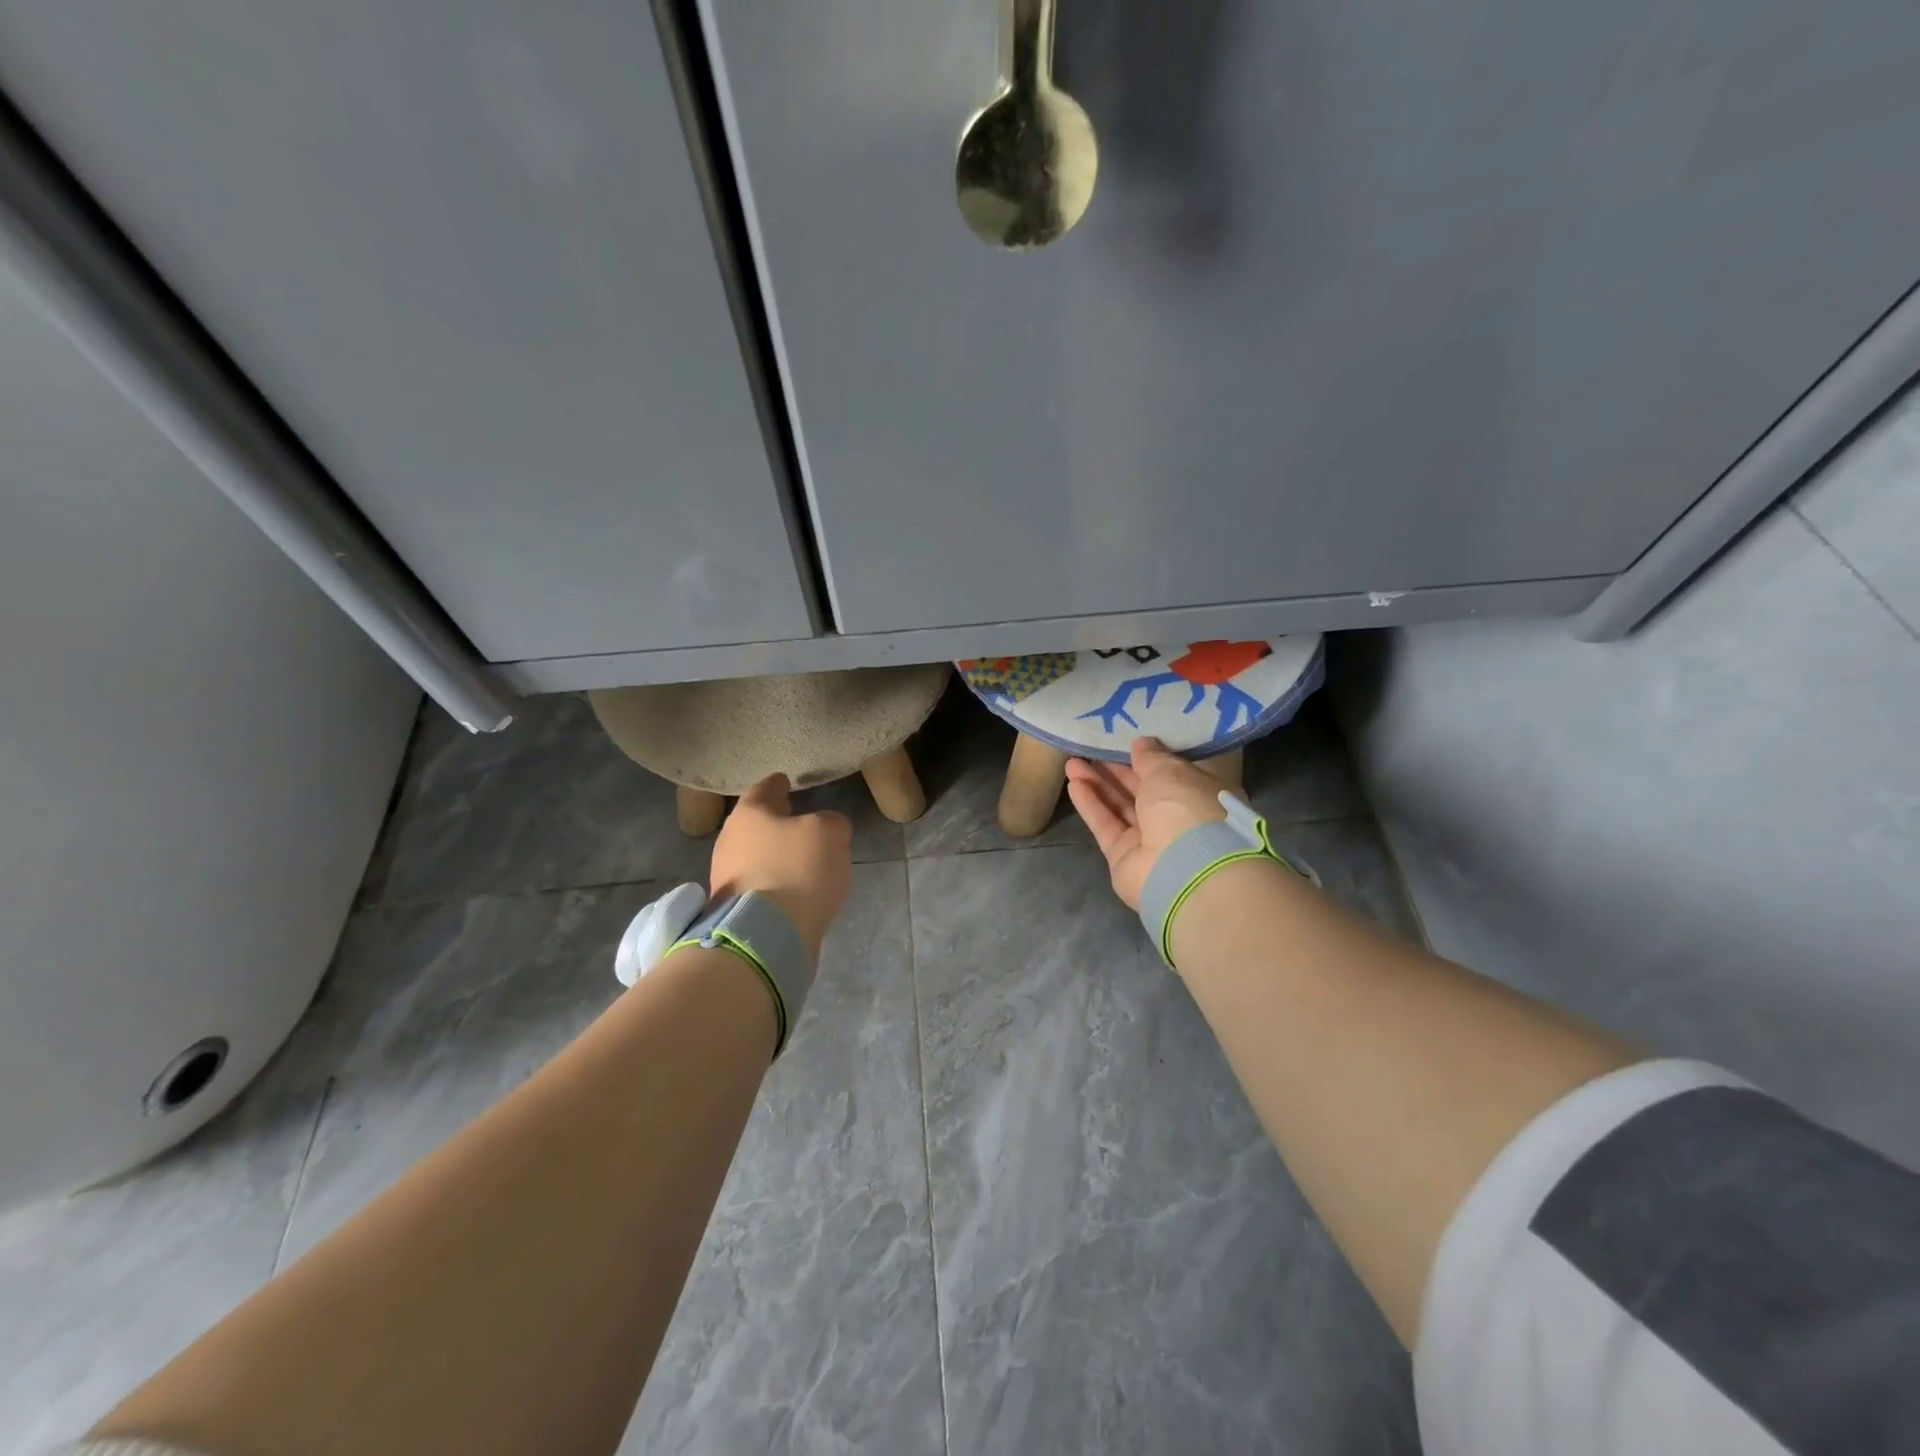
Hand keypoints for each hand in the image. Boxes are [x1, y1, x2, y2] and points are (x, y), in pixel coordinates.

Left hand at [709, 774, 852, 965]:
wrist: (767, 935)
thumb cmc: (796, 869)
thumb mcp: (830, 833)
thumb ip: (831, 822)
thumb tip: (826, 828)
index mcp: (749, 814)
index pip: (764, 789)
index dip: (778, 784)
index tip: (785, 780)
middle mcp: (729, 841)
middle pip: (755, 824)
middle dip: (774, 821)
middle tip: (794, 816)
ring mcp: (727, 878)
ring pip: (755, 855)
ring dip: (774, 854)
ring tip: (800, 856)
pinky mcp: (733, 910)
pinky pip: (758, 885)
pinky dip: (774, 881)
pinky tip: (793, 887)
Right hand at [1066, 738, 1231, 908]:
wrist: (1184, 870)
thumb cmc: (1187, 809)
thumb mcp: (1171, 771)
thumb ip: (1152, 757)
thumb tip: (1142, 743)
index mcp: (1200, 797)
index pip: (1172, 776)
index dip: (1147, 760)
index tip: (1125, 744)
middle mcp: (1177, 820)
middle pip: (1141, 791)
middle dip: (1115, 771)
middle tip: (1090, 750)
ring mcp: (1150, 842)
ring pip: (1120, 807)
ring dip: (1097, 784)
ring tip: (1072, 763)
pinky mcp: (1124, 857)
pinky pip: (1106, 825)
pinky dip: (1091, 805)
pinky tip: (1074, 784)